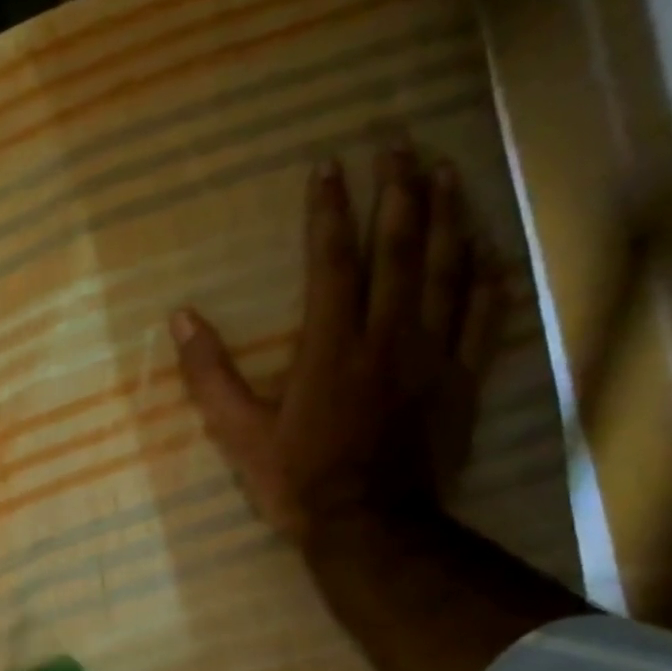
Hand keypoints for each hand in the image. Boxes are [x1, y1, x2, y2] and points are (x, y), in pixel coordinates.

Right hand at [169, 149, 503, 541]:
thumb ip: (209, 376)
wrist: (371, 527)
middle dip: (399, 191)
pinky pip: (484, 318)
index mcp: (331, 348)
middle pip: (400, 250)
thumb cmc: (298, 480)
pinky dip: (488, 279)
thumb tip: (180, 319)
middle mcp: (388, 337)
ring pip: (448, 271)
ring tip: (448, 171)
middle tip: (399, 144)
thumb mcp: (238, 433)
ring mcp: (433, 357)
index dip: (328, 212)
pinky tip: (491, 250)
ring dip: (449, 216)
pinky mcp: (462, 381)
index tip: (327, 167)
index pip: (332, 263)